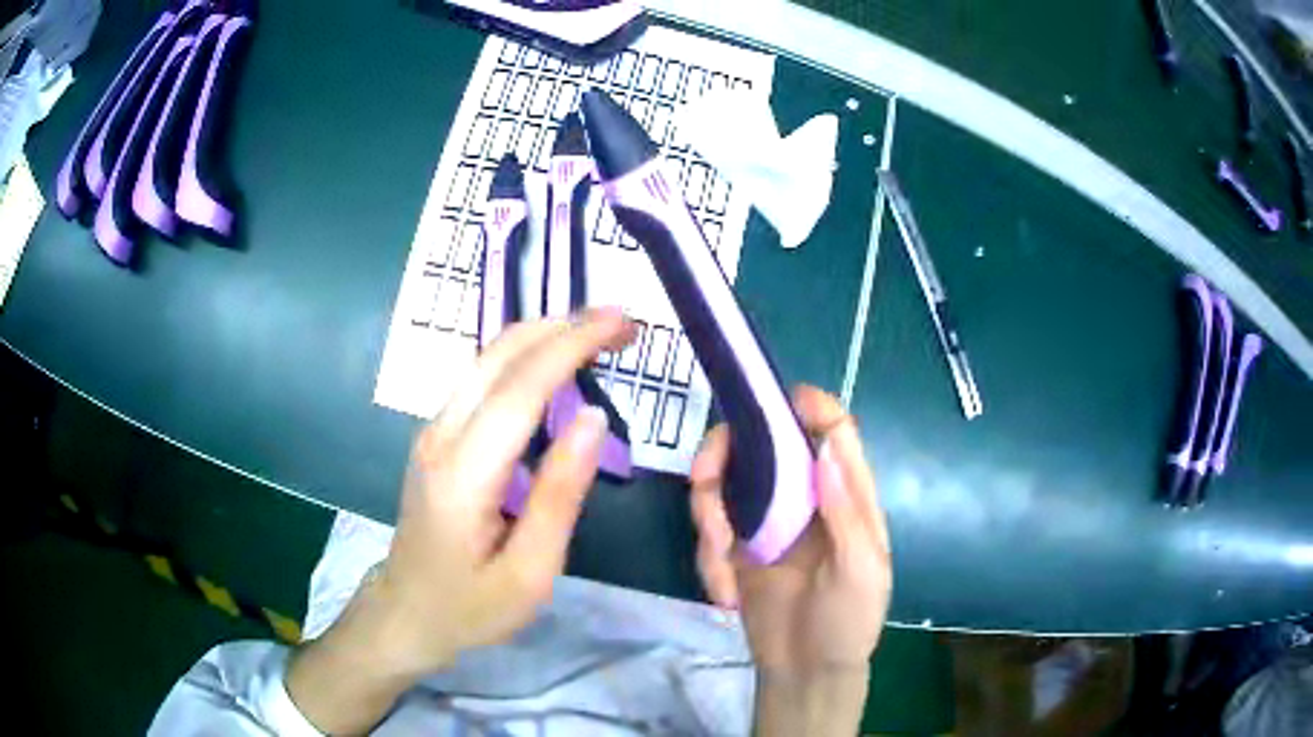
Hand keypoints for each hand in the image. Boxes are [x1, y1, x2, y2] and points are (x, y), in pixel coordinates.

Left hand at [286, 309, 635, 733]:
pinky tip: (556, 366)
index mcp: (464, 474)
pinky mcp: (436, 437)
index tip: (623, 322)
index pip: (521, 387)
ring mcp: (432, 432)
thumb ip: (559, 495)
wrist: (405, 613)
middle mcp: (440, 436)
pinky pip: (482, 379)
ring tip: (599, 336)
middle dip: (563, 325)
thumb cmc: (469, 607)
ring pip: (487, 358)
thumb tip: (594, 418)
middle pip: (499, 354)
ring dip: (545, 336)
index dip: (573, 344)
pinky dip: (525, 358)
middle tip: (621, 324)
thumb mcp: (529, 573)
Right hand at [690, 385, 891, 735]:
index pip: (831, 431)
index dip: (806, 405)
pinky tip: (724, 596)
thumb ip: (846, 511)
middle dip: (724, 456)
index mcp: (844, 494)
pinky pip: (708, 530)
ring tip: (721, 570)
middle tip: (702, 483)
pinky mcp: (735, 548)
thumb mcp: (861, 570)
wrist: (806, 672)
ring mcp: (765, 521)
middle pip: (761, 445)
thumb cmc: (848, 621)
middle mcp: (803, 496)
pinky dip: (707, 557)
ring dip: (708, 517)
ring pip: (723, 484)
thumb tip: (825, 445)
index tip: (768, 402)